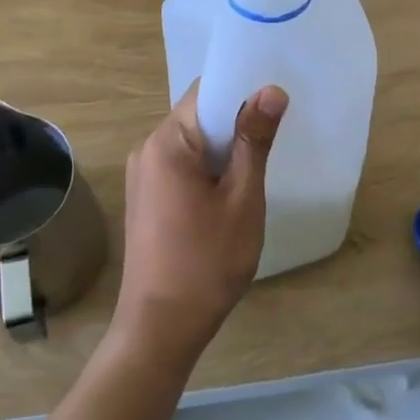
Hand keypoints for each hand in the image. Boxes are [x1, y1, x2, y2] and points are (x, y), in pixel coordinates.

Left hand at [113, 84, 287, 358]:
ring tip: (259, 163)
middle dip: (236, 121)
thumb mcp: (243, 199)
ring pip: (192, 142)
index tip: (276, 100)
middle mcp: (147, 149)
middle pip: (198, 115)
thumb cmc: (206, 263)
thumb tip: (271, 90)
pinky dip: (208, 168)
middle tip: (276, 134)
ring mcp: (143, 175)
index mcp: (167, 142)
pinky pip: (181, 165)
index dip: (243, 90)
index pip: (206, 92)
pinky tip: (231, 190)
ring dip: (224, 148)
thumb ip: (254, 140)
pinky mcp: (146, 197)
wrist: (160, 329)